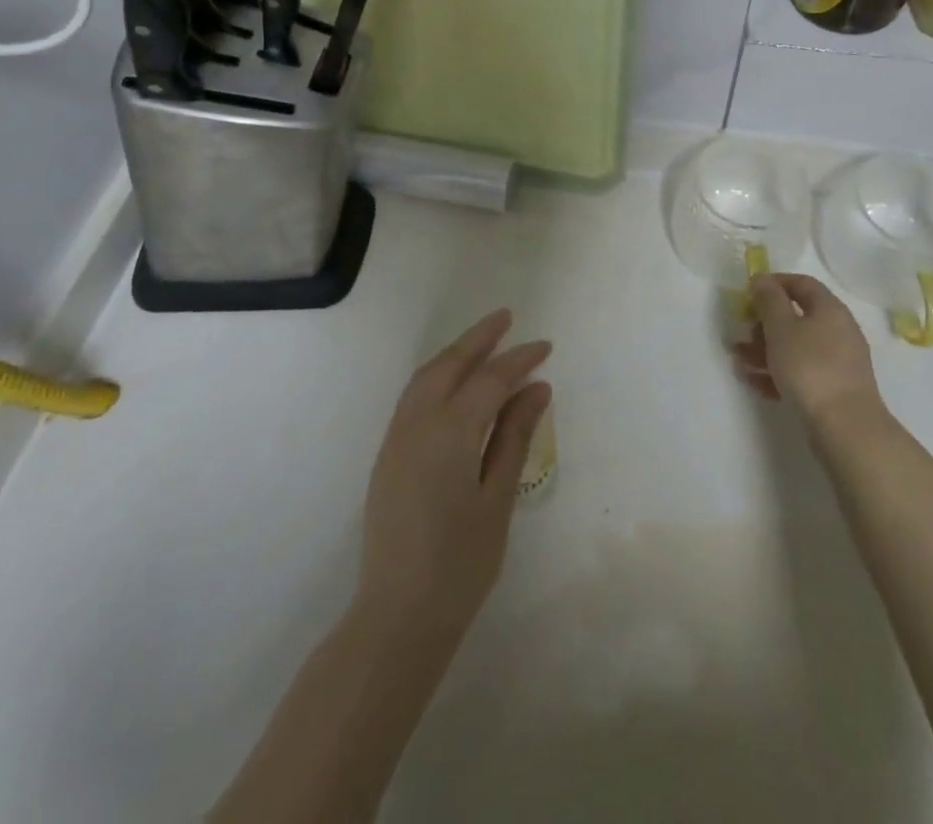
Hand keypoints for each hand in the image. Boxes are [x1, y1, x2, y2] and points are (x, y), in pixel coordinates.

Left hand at [357, 310, 551, 643]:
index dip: (519, 359)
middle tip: (506, 318)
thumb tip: (536, 388)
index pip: (490, 379)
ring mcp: (396, 437)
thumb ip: (514, 437)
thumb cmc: (460, 562)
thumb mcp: (498, 498)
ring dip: (454, 353)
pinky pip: (413, 396)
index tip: (544, 346)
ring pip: (426, 376)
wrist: (398, 614)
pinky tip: (453, 384)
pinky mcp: (387, 454)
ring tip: (482, 342)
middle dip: (479, 337)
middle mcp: (417, 423)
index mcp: (449, 431)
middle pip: (450, 364)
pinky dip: (436, 376)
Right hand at [734, 273, 885, 427]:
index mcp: (830, 310)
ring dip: (764, 350)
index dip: (774, 283)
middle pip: (796, 317)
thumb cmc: (810, 367)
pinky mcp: (833, 389)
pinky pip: (800, 372)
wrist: (845, 427)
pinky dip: (777, 373)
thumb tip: (762, 278)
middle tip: (742, 333)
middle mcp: (838, 331)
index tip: (749, 293)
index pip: (802, 283)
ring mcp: (837, 362)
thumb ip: (768, 299)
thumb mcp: (781, 327)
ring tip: (739, 362)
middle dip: (763, 324)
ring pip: (795, 347)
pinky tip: (755, 383)